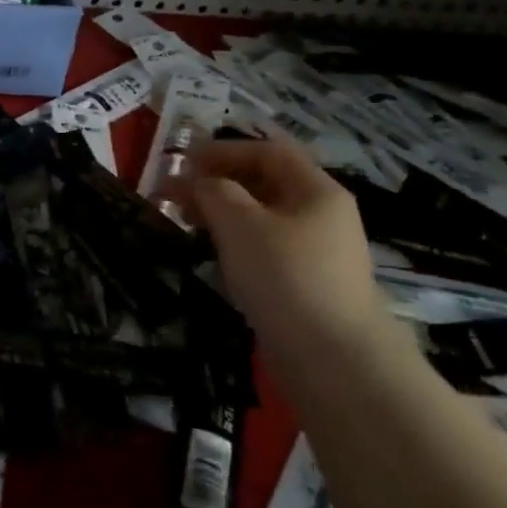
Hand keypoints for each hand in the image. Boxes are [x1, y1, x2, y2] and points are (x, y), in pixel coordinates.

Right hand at [191, 136, 387, 356]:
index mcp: (316, 190)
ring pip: (261, 217)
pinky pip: (263, 248)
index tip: (183, 161)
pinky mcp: (304, 283)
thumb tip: (200, 183)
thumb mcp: (240, 222)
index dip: (224, 150)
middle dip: (217, 182)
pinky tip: (211, 254)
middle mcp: (320, 215)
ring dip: (221, 212)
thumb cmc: (284, 275)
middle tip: (175, 193)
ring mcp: (315, 252)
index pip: (268, 151)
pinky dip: (233, 241)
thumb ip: (214, 191)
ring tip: (185, 221)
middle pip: (264, 183)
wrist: (331, 357)